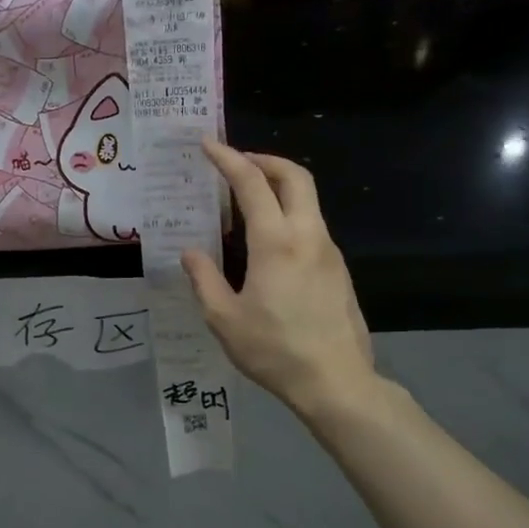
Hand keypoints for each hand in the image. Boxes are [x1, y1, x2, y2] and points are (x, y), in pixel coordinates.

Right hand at [181, 140, 375, 422]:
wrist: (336, 382)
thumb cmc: (274, 350)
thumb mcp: (223, 318)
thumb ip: (203, 279)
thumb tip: (190, 252)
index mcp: (276, 243)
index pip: (252, 184)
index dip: (228, 159)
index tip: (208, 145)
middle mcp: (308, 235)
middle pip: (295, 176)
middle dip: (264, 160)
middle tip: (236, 163)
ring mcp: (328, 251)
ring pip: (308, 199)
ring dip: (278, 186)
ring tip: (246, 200)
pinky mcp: (338, 268)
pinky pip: (311, 224)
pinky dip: (288, 212)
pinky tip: (267, 239)